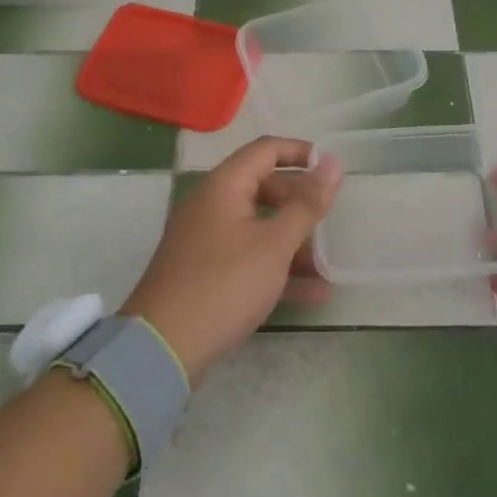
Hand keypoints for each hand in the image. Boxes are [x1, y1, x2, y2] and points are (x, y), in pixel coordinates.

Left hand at [122, 136, 340, 385]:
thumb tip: (333, 163)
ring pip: (259, 226)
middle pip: (263, 186)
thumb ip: (307, 203)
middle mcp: (212, 204)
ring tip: (329, 260)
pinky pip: (249, 256)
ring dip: (294, 240)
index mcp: (224, 185)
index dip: (302, 153)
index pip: (266, 150)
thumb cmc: (225, 283)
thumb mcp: (274, 243)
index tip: (333, 169)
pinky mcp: (206, 271)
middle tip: (331, 217)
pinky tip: (314, 291)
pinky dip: (278, 267)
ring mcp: (207, 238)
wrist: (163, 346)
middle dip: (300, 201)